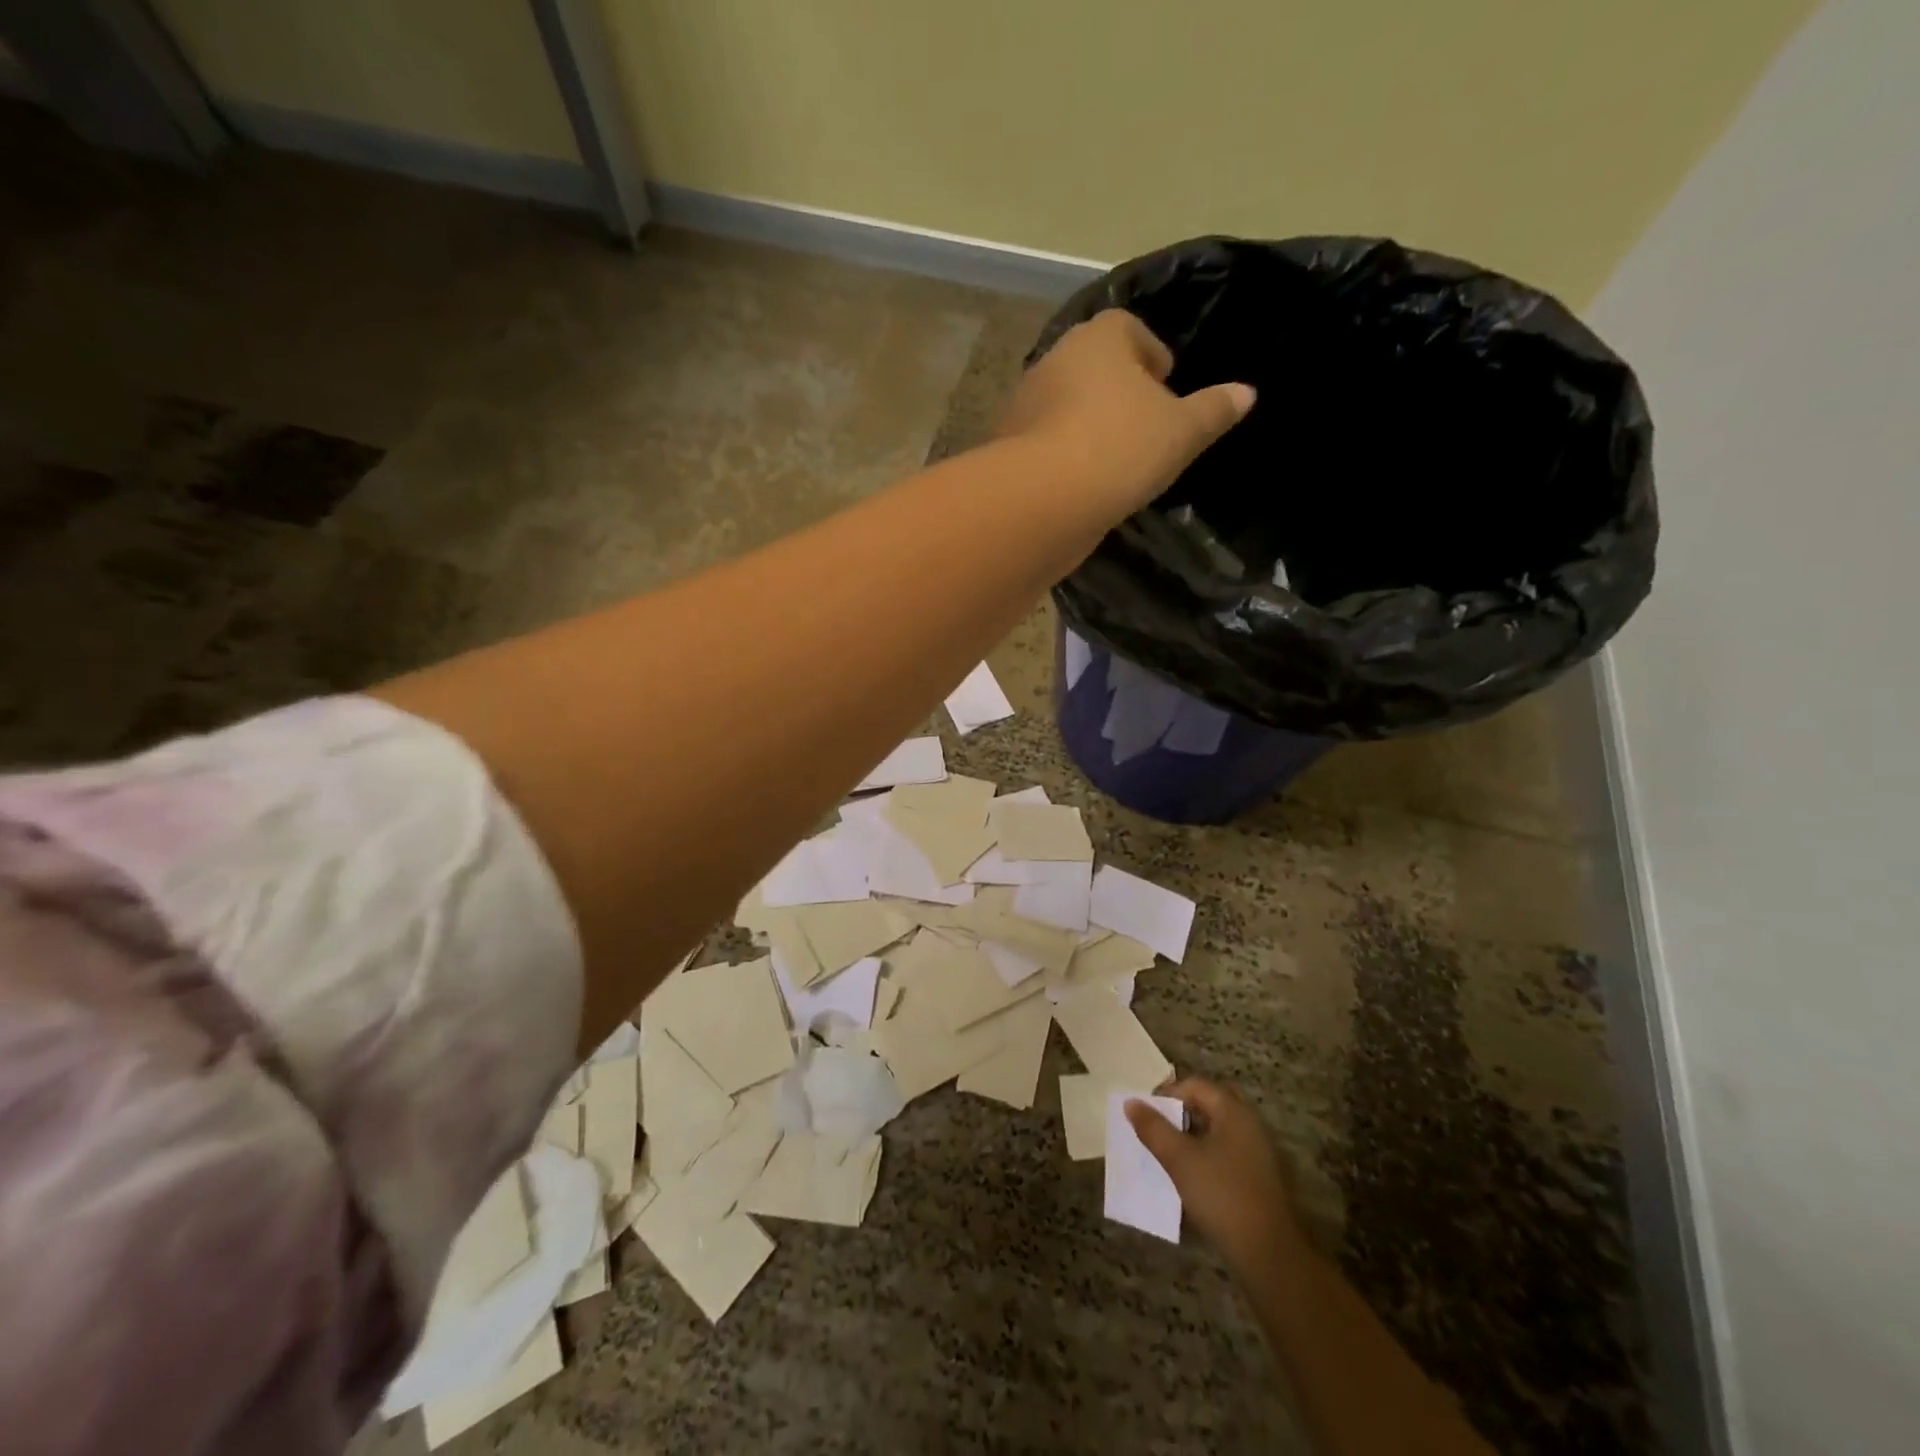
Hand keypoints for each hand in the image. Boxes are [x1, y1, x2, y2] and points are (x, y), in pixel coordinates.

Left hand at [999, 310, 1255, 514]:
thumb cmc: (1121, 448)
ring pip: (1065, 405)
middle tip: (1143, 423)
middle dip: (1117, 389)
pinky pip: (1044, 443)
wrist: (1043, 501)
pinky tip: (1082, 483)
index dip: (1150, 352)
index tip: (1165, 382)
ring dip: (1087, 423)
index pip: (1127, 327)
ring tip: (1115, 459)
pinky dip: (1063, 455)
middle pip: (1092, 365)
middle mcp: (1054, 360)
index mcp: (1099, 338)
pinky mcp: (1007, 447)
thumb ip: (1213, 410)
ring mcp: (1024, 404)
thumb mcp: (1182, 431)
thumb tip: (1246, 393)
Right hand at [1127, 1076, 1303, 1277]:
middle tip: (1160, 1130)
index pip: (1195, 1085)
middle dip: (1181, 1112)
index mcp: (1233, 1111)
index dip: (1167, 1095)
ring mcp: (1257, 1151)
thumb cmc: (1221, 1195)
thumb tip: (1131, 1103)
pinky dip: (1206, 1153)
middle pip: (1209, 1104)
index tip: (1147, 1117)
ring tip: (1169, 1154)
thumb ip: (1153, 1128)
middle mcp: (1249, 1123)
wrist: (1267, 1253)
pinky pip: (1227, 1150)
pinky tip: (1192, 1176)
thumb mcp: (1179, 1159)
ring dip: (1192, 1134)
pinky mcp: (1258, 1176)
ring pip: (1218, 1128)